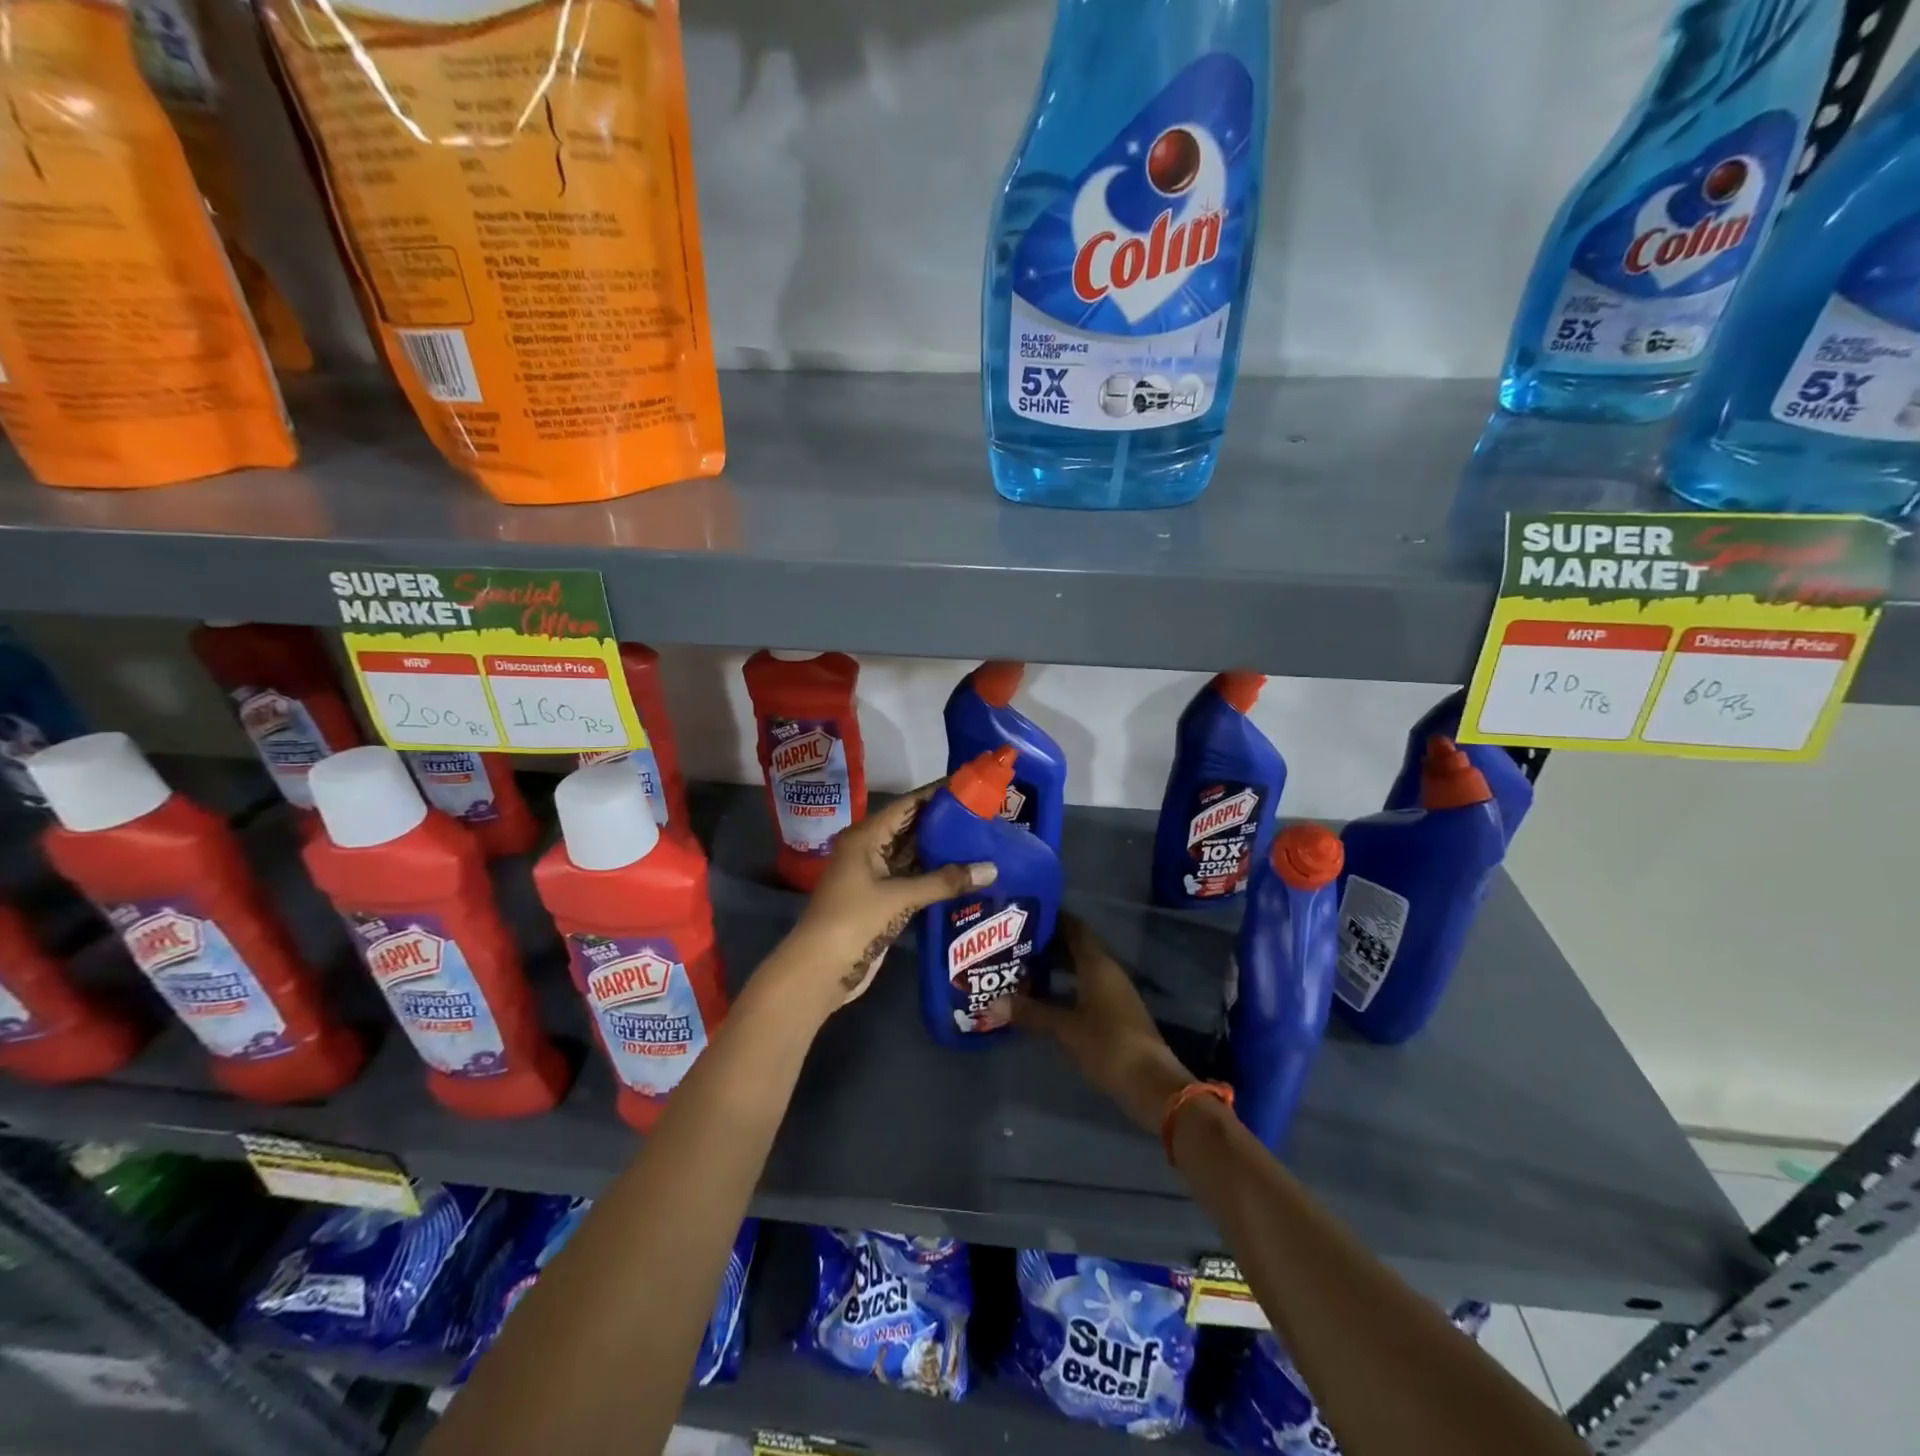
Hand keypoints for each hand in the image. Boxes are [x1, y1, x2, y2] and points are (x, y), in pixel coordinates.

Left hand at [778, 783, 997, 1011]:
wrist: (819, 970)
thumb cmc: (853, 921)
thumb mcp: (899, 897)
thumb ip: (945, 881)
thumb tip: (992, 869)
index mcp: (866, 836)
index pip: (907, 805)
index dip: (936, 793)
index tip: (969, 785)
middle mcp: (869, 850)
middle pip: (911, 828)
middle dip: (944, 822)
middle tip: (984, 814)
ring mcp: (874, 876)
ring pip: (913, 855)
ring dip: (941, 850)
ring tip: (981, 839)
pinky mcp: (882, 900)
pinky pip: (912, 878)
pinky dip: (935, 875)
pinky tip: (964, 873)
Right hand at [1013, 915, 1195, 1133]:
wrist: (1150, 1082)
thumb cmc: (1107, 1044)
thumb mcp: (1064, 1028)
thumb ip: (1030, 1013)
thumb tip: (991, 1004)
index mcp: (1097, 964)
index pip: (1074, 927)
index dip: (1052, 917)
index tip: (1024, 914)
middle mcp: (1107, 970)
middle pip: (1076, 946)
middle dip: (1047, 943)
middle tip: (1014, 942)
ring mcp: (1113, 992)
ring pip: (1080, 968)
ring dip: (1055, 966)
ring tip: (1022, 966)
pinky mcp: (1114, 1012)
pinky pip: (1085, 986)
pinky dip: (1064, 986)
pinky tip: (1044, 997)